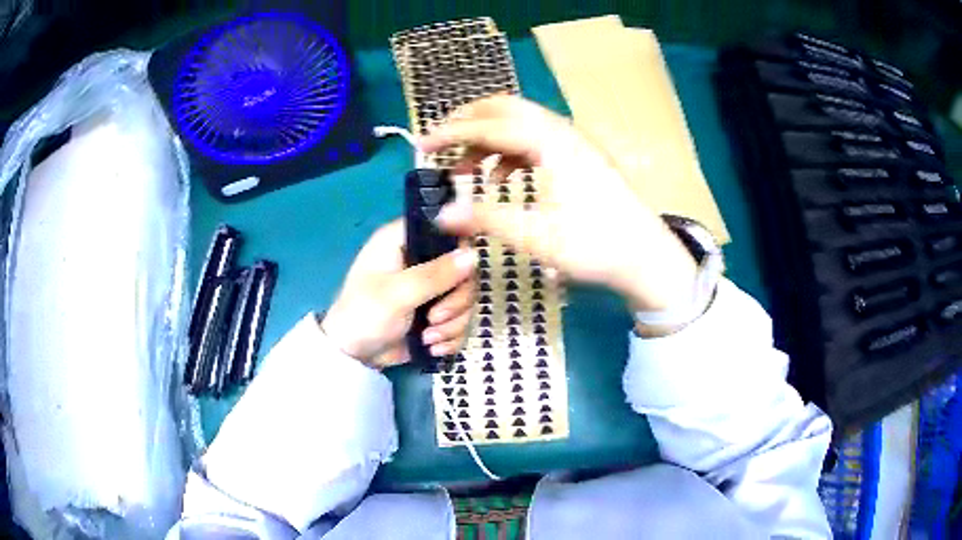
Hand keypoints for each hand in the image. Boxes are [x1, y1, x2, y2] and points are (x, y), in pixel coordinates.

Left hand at [321, 220, 476, 368]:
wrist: (353, 356)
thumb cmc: (365, 315)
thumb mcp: (398, 293)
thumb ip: (436, 275)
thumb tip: (474, 255)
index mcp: (404, 241)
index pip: (445, 230)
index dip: (460, 248)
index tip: (464, 272)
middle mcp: (419, 259)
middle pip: (463, 269)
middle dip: (456, 301)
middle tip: (436, 318)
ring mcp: (429, 288)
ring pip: (464, 298)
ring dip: (453, 323)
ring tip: (429, 338)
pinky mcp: (435, 313)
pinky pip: (459, 319)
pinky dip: (450, 336)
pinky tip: (433, 347)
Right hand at [420, 96, 696, 313]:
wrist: (647, 257)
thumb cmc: (596, 245)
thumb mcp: (537, 236)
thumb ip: (486, 219)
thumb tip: (440, 213)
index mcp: (551, 142)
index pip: (491, 124)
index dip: (452, 132)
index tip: (421, 144)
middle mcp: (562, 132)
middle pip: (506, 109)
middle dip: (468, 122)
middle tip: (440, 142)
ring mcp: (573, 143)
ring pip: (520, 124)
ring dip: (488, 138)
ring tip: (464, 168)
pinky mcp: (578, 157)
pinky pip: (535, 141)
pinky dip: (509, 152)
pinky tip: (500, 178)